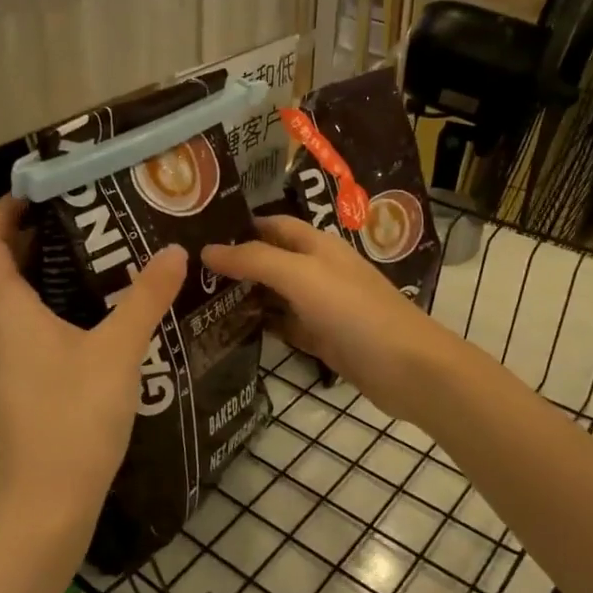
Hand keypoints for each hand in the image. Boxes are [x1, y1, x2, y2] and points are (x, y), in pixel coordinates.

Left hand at [0, 197, 186, 560]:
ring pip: (10, 302)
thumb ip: (147, 297)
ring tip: (94, 260)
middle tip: (85, 218)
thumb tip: (174, 251)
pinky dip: (46, 308)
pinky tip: (90, 317)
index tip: (40, 188)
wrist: (46, 506)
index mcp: (3, 310)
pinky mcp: (8, 387)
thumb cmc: (74, 417)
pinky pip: (19, 329)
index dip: (5, 210)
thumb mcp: (119, 350)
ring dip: (43, 275)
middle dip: (35, 238)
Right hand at [202, 216, 454, 421]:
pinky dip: (260, 325)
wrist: (406, 368)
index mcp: (316, 245)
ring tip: (195, 300)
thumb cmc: (354, 311)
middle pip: (269, 259)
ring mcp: (320, 306)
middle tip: (185, 272)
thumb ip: (254, 260)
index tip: (195, 233)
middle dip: (234, 262)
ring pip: (273, 294)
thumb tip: (207, 249)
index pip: (270, 224)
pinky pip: (283, 326)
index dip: (237, 226)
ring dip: (243, 295)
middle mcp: (317, 270)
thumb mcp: (301, 276)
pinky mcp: (322, 338)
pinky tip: (228, 331)